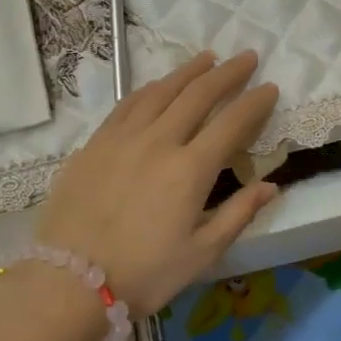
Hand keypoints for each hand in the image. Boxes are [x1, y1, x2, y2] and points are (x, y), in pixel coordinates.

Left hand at [35, 51, 279, 314]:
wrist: (69, 282)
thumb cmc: (144, 274)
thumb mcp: (201, 253)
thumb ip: (238, 214)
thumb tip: (271, 186)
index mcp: (190, 170)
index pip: (231, 123)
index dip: (254, 103)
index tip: (270, 87)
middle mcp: (158, 142)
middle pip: (197, 95)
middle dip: (226, 73)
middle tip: (246, 57)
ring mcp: (121, 139)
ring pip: (160, 92)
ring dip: (187, 72)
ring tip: (207, 58)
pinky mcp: (94, 144)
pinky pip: (127, 105)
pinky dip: (149, 88)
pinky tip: (157, 85)